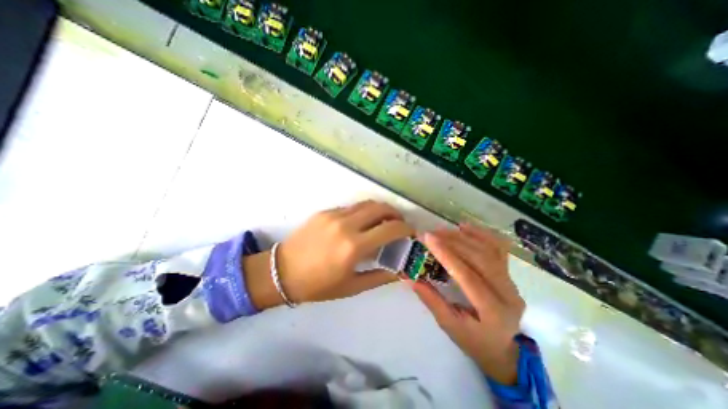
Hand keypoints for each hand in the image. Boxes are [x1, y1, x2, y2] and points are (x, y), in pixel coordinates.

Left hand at [245, 200, 411, 308]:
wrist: (281, 272)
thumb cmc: (318, 285)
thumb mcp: (352, 286)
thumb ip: (381, 276)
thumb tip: (401, 270)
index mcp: (353, 247)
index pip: (390, 229)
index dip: (406, 229)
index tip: (410, 233)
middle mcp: (345, 225)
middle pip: (380, 208)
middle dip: (395, 214)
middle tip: (399, 224)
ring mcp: (334, 215)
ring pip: (366, 204)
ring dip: (380, 210)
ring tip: (384, 221)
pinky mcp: (325, 211)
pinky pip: (351, 207)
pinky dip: (363, 212)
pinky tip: (361, 223)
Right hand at [409, 225, 522, 384]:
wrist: (502, 349)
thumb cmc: (474, 341)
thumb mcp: (449, 326)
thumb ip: (431, 299)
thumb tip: (409, 277)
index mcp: (494, 312)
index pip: (468, 277)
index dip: (447, 254)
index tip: (428, 238)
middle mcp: (508, 294)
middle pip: (480, 259)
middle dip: (453, 241)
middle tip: (431, 233)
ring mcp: (512, 282)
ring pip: (488, 250)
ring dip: (463, 237)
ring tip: (442, 230)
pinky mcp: (509, 274)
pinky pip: (498, 248)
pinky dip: (481, 234)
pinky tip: (465, 227)